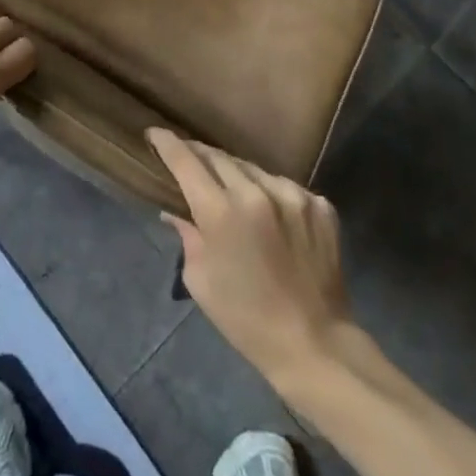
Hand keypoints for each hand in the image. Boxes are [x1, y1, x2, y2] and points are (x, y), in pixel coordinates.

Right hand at [149, 129, 354, 394]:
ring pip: (253, 169)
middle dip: (199, 156)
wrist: (315, 343)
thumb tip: (175, 211)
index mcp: (221, 211)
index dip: (167, 143)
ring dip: (236, 175)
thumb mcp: (201, 281)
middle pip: (218, 158)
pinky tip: (270, 216)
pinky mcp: (320, 205)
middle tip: (188, 160)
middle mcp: (257, 192)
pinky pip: (284, 187)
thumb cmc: (247, 319)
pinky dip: (270, 194)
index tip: (155, 132)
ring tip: (230, 191)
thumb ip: (187, 235)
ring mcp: (293, 195)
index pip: (185, 161)